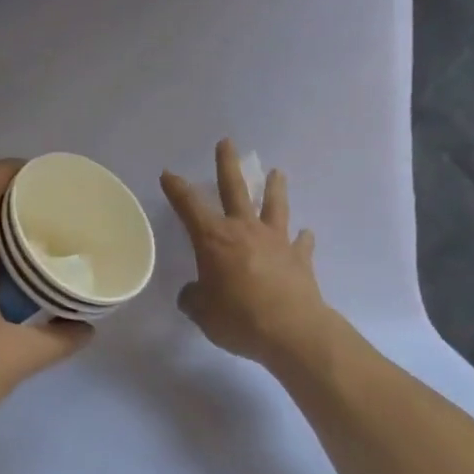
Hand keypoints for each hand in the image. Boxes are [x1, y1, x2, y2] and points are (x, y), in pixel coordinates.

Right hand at [161, 139, 330, 369]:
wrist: (292, 331)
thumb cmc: (238, 318)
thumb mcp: (202, 312)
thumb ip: (194, 298)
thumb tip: (193, 293)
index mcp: (214, 239)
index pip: (189, 206)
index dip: (176, 189)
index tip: (168, 173)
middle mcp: (244, 230)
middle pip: (235, 189)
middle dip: (227, 164)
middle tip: (227, 142)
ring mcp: (276, 241)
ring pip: (274, 205)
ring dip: (274, 188)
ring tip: (277, 171)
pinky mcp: (300, 258)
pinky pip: (301, 243)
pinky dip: (302, 238)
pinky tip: (305, 234)